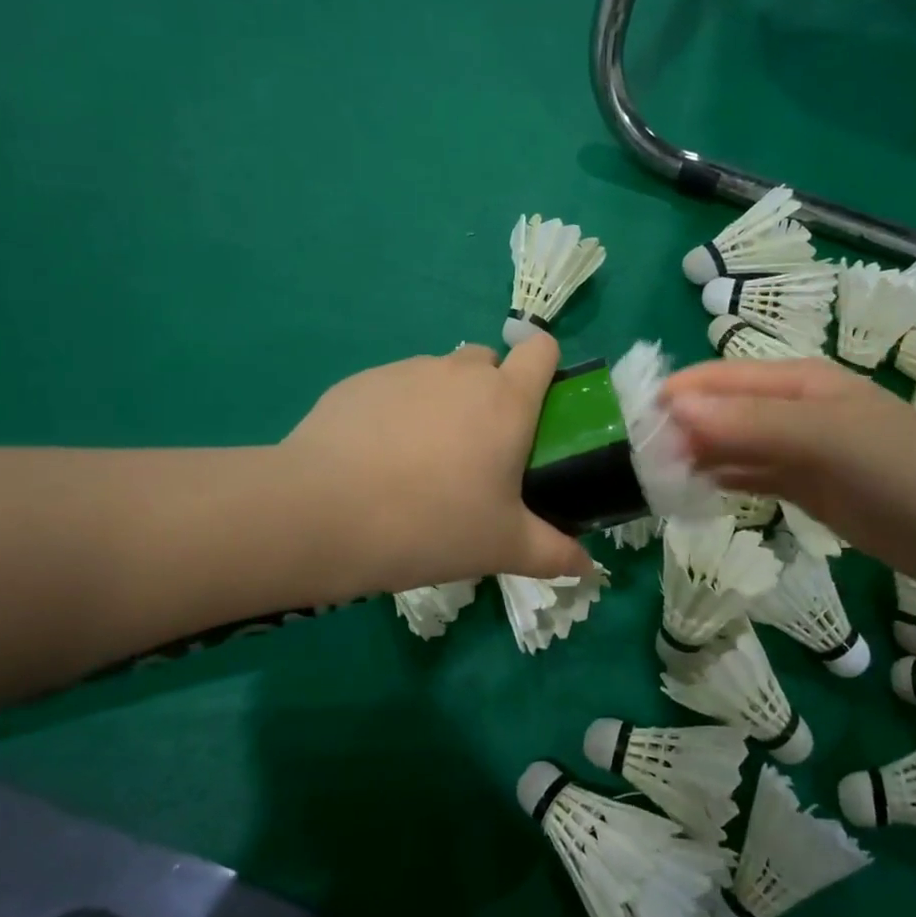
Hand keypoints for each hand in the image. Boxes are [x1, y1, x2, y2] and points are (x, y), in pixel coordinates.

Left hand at [280, 335, 594, 594]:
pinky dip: (399, 410)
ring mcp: (407, 370)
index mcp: (506, 400)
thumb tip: (591, 568)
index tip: (536, 410)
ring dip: (445, 402)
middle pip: (490, 361)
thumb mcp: (502, 547)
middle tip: (478, 451)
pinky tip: (378, 457)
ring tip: (422, 460)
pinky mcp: (361, 380)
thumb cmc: (432, 525)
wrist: (324, 514)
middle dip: (492, 393)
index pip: (542, 348)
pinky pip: (396, 387)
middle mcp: (460, 372)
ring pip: (441, 374)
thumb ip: (555, 553)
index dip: (545, 369)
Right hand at [661, 358, 915, 591]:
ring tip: (654, 481)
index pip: (721, 378)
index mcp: (798, 381)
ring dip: (695, 457)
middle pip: (721, 410)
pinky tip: (691, 494)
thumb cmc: (898, 471)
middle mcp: (792, 408)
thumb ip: (749, 424)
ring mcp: (798, 448)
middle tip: (637, 462)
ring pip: (731, 445)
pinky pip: (748, 475)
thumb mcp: (824, 438)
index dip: (677, 396)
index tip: (632, 425)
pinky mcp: (803, 485)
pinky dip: (720, 481)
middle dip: (680, 429)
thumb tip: (674, 409)